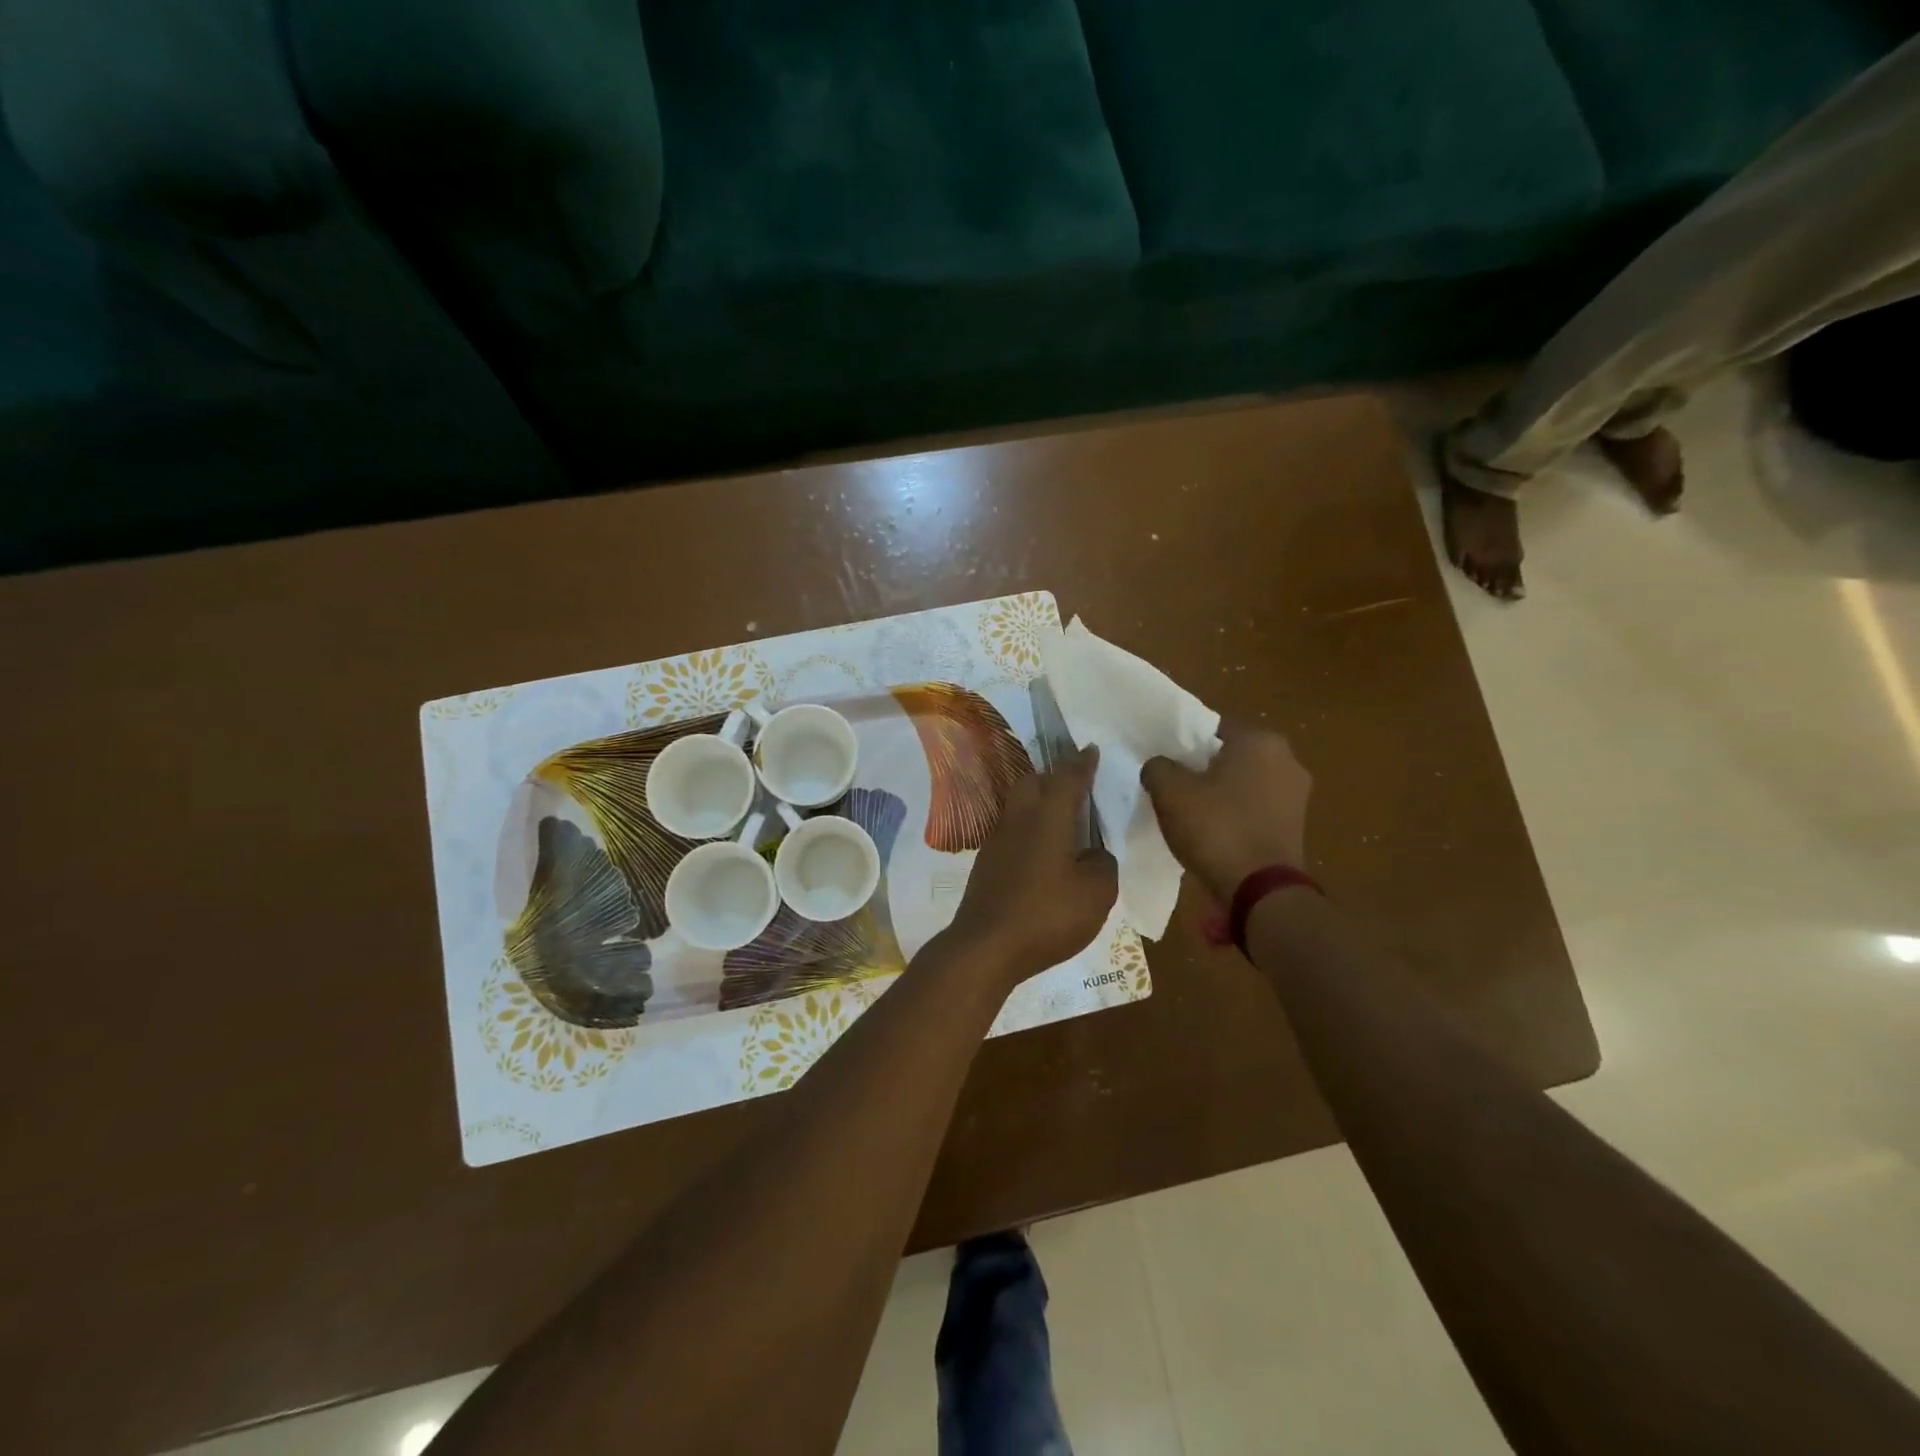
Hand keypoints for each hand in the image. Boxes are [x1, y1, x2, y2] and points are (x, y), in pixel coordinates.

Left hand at [945, 746, 1118, 987]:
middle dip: (1055, 777)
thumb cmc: (1047, 915)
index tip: (1091, 750)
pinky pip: (1012, 830)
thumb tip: (1095, 854)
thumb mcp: (1097, 892)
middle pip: (1034, 782)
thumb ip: (1103, 864)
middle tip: (1076, 785)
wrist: (986, 946)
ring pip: (1019, 805)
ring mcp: (997, 840)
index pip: (1068, 778)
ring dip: (1039, 802)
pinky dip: (1029, 829)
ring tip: (1062, 817)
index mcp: (1048, 816)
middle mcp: (1019, 818)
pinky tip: (1042, 851)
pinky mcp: (987, 862)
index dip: (1083, 763)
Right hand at [1141, 720, 1312, 900]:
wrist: (1260, 892)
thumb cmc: (1216, 829)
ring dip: (1220, 792)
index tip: (1164, 763)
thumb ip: (1158, 767)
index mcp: (1260, 740)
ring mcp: (1297, 794)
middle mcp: (1287, 759)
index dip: (1183, 742)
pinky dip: (1236, 814)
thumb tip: (1160, 766)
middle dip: (1202, 768)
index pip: (1211, 727)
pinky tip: (1214, 832)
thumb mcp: (1169, 792)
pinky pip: (1256, 808)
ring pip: (1244, 782)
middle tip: (1174, 787)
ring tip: (1191, 813)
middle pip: (1230, 754)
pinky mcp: (1296, 825)